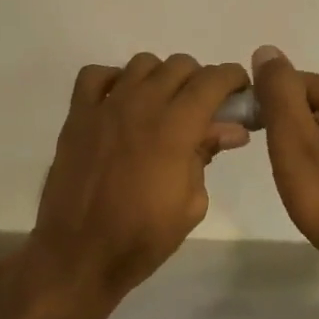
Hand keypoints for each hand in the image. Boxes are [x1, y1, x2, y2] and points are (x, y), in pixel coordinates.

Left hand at [28, 53, 251, 309]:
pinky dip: (113, 79)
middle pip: (179, 65)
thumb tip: (231, 129)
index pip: (212, 80)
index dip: (233, 78)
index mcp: (175, 128)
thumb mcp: (191, 203)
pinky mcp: (77, 116)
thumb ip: (207, 156)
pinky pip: (95, 75)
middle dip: (199, 80)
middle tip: (203, 108)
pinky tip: (121, 102)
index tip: (240, 90)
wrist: (80, 254)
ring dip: (160, 77)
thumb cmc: (142, 237)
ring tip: (163, 105)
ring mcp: (105, 107)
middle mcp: (141, 105)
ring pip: (141, 64)